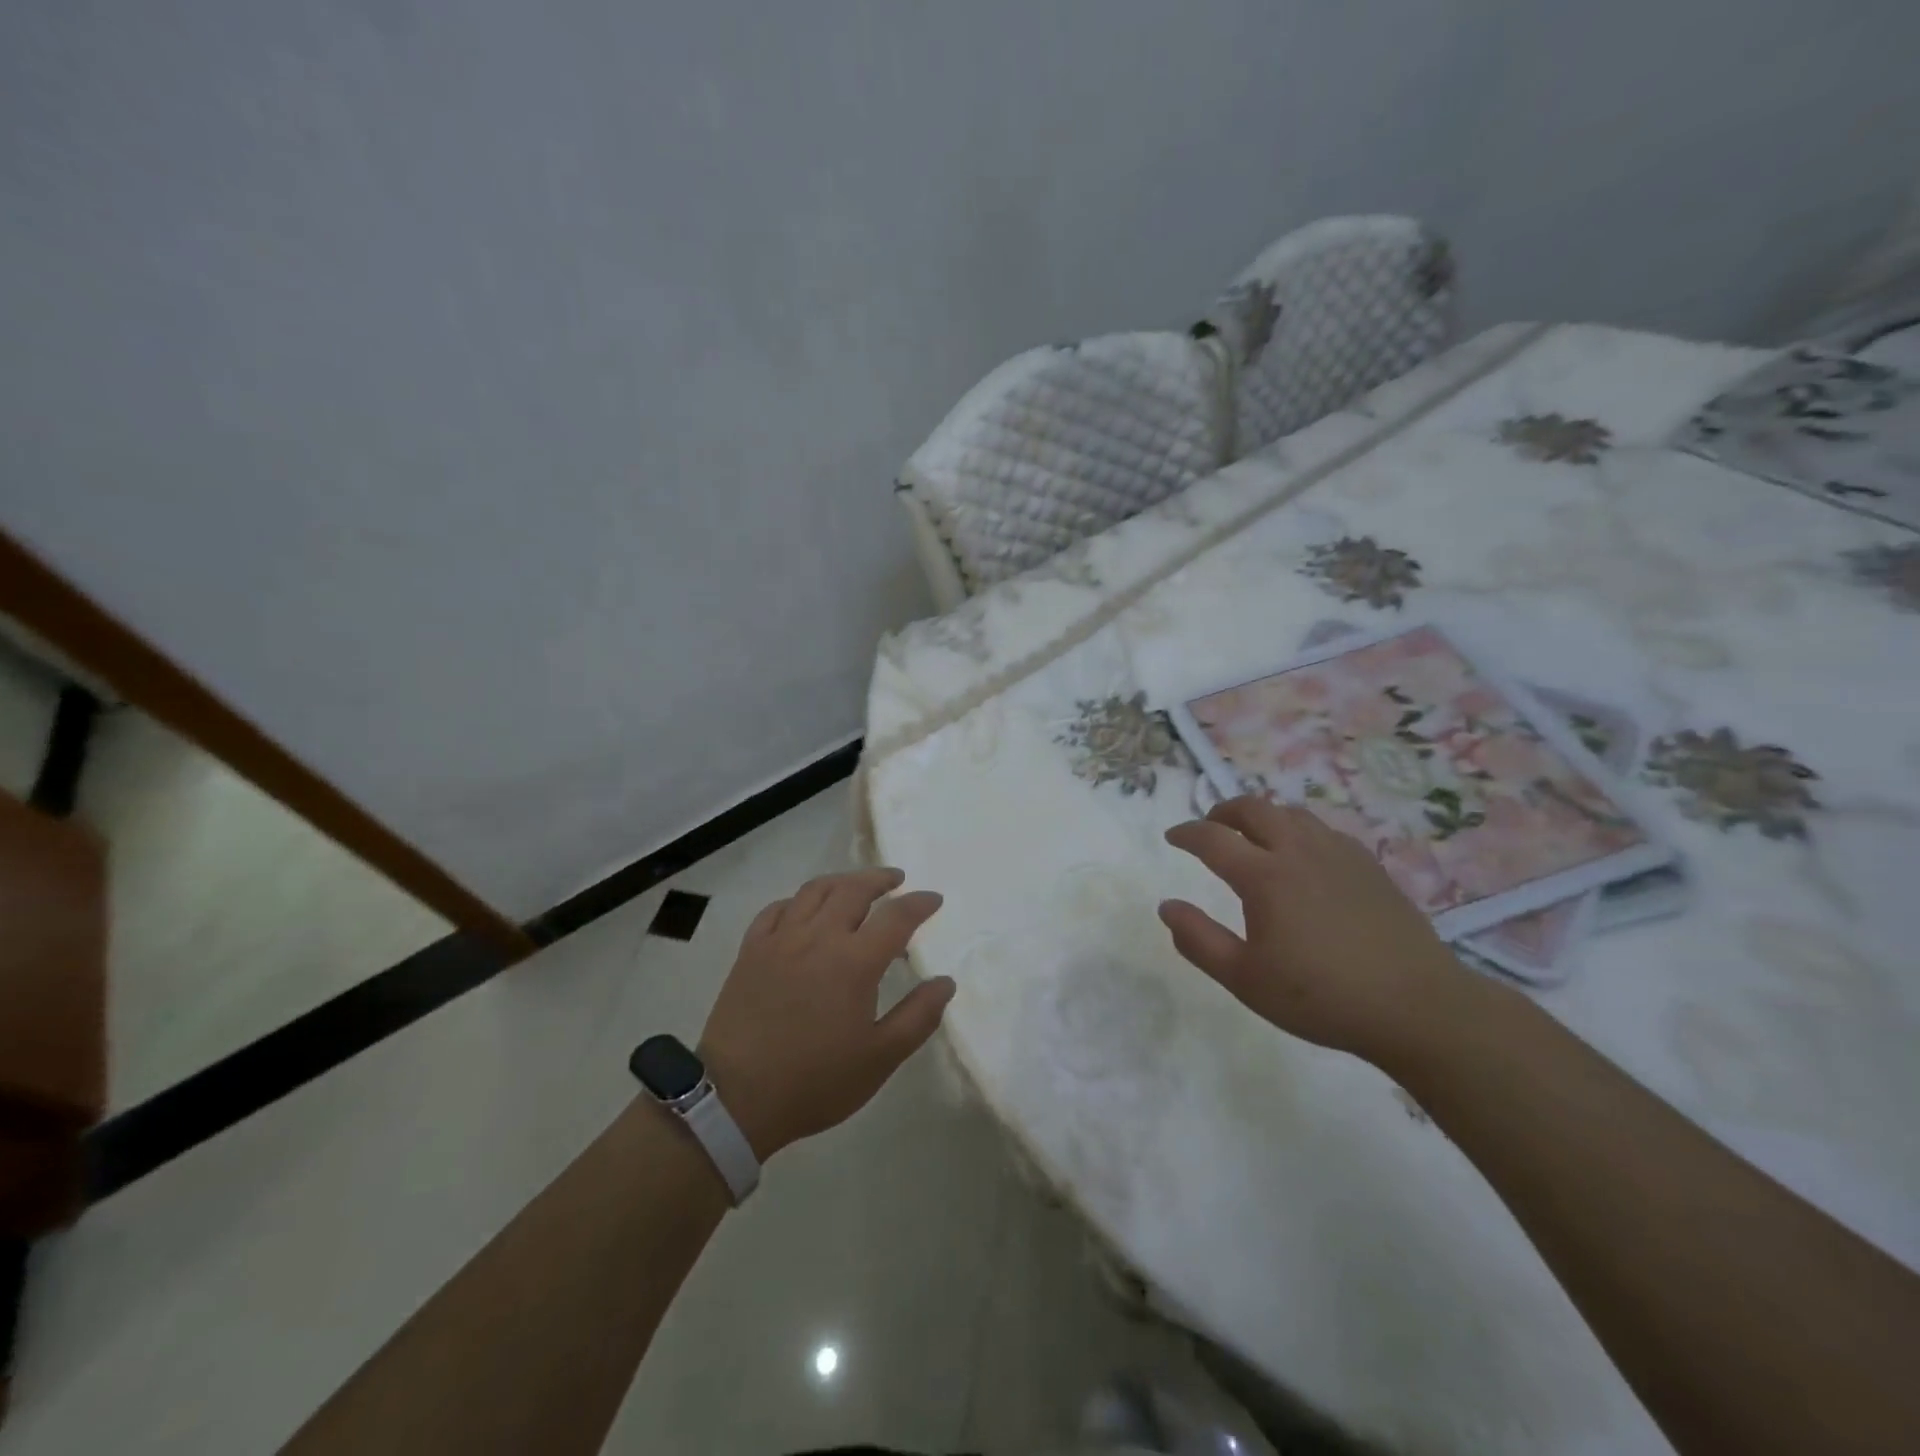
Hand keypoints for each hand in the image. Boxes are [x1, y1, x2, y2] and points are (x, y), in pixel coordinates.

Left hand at [697, 868, 952, 1161]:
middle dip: (881, 879)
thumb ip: (918, 1016)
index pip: (896, 916)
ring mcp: (780, 940)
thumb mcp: (880, 1058)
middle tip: (897, 880)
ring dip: (842, 881)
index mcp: (855, 962)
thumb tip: (946, 982)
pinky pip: (777, 909)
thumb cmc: (816, 1081)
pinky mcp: (751, 950)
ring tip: (856, 886)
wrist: (736, 1099)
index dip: (919, 903)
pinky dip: (798, 901)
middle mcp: (819, 937)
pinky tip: (804, 909)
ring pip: (815, 891)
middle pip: (854, 889)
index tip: (934, 899)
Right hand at [1159, 795, 1473, 1066]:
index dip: (1186, 833)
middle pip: (1253, 809)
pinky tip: (1303, 855)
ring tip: (1253, 836)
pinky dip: (1298, 830)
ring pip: (1291, 813)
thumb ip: (1198, 940)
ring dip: (1262, 816)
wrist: (1415, 1007)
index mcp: (1264, 876)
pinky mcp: (1368, 866)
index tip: (1172, 836)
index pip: (1212, 839)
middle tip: (1210, 826)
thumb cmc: (1320, 997)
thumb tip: (1167, 906)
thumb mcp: (1244, 979)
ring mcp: (1338, 854)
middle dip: (1223, 811)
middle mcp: (1298, 852)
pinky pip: (1323, 830)